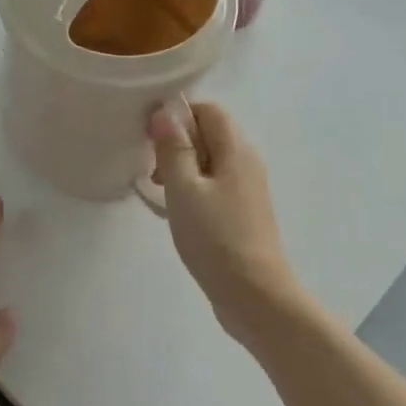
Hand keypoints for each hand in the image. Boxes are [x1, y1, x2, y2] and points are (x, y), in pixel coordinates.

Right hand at [148, 103, 300, 340]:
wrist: (254, 294)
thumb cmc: (215, 238)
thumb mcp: (184, 190)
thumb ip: (174, 149)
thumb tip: (165, 112)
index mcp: (236, 149)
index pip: (209, 110)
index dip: (178, 116)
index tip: (151, 140)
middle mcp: (247, 162)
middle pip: (210, 134)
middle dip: (178, 144)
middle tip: (154, 173)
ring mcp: (248, 189)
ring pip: (211, 162)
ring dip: (183, 169)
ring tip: (163, 195)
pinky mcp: (244, 212)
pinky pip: (216, 185)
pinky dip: (195, 190)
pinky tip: (180, 214)